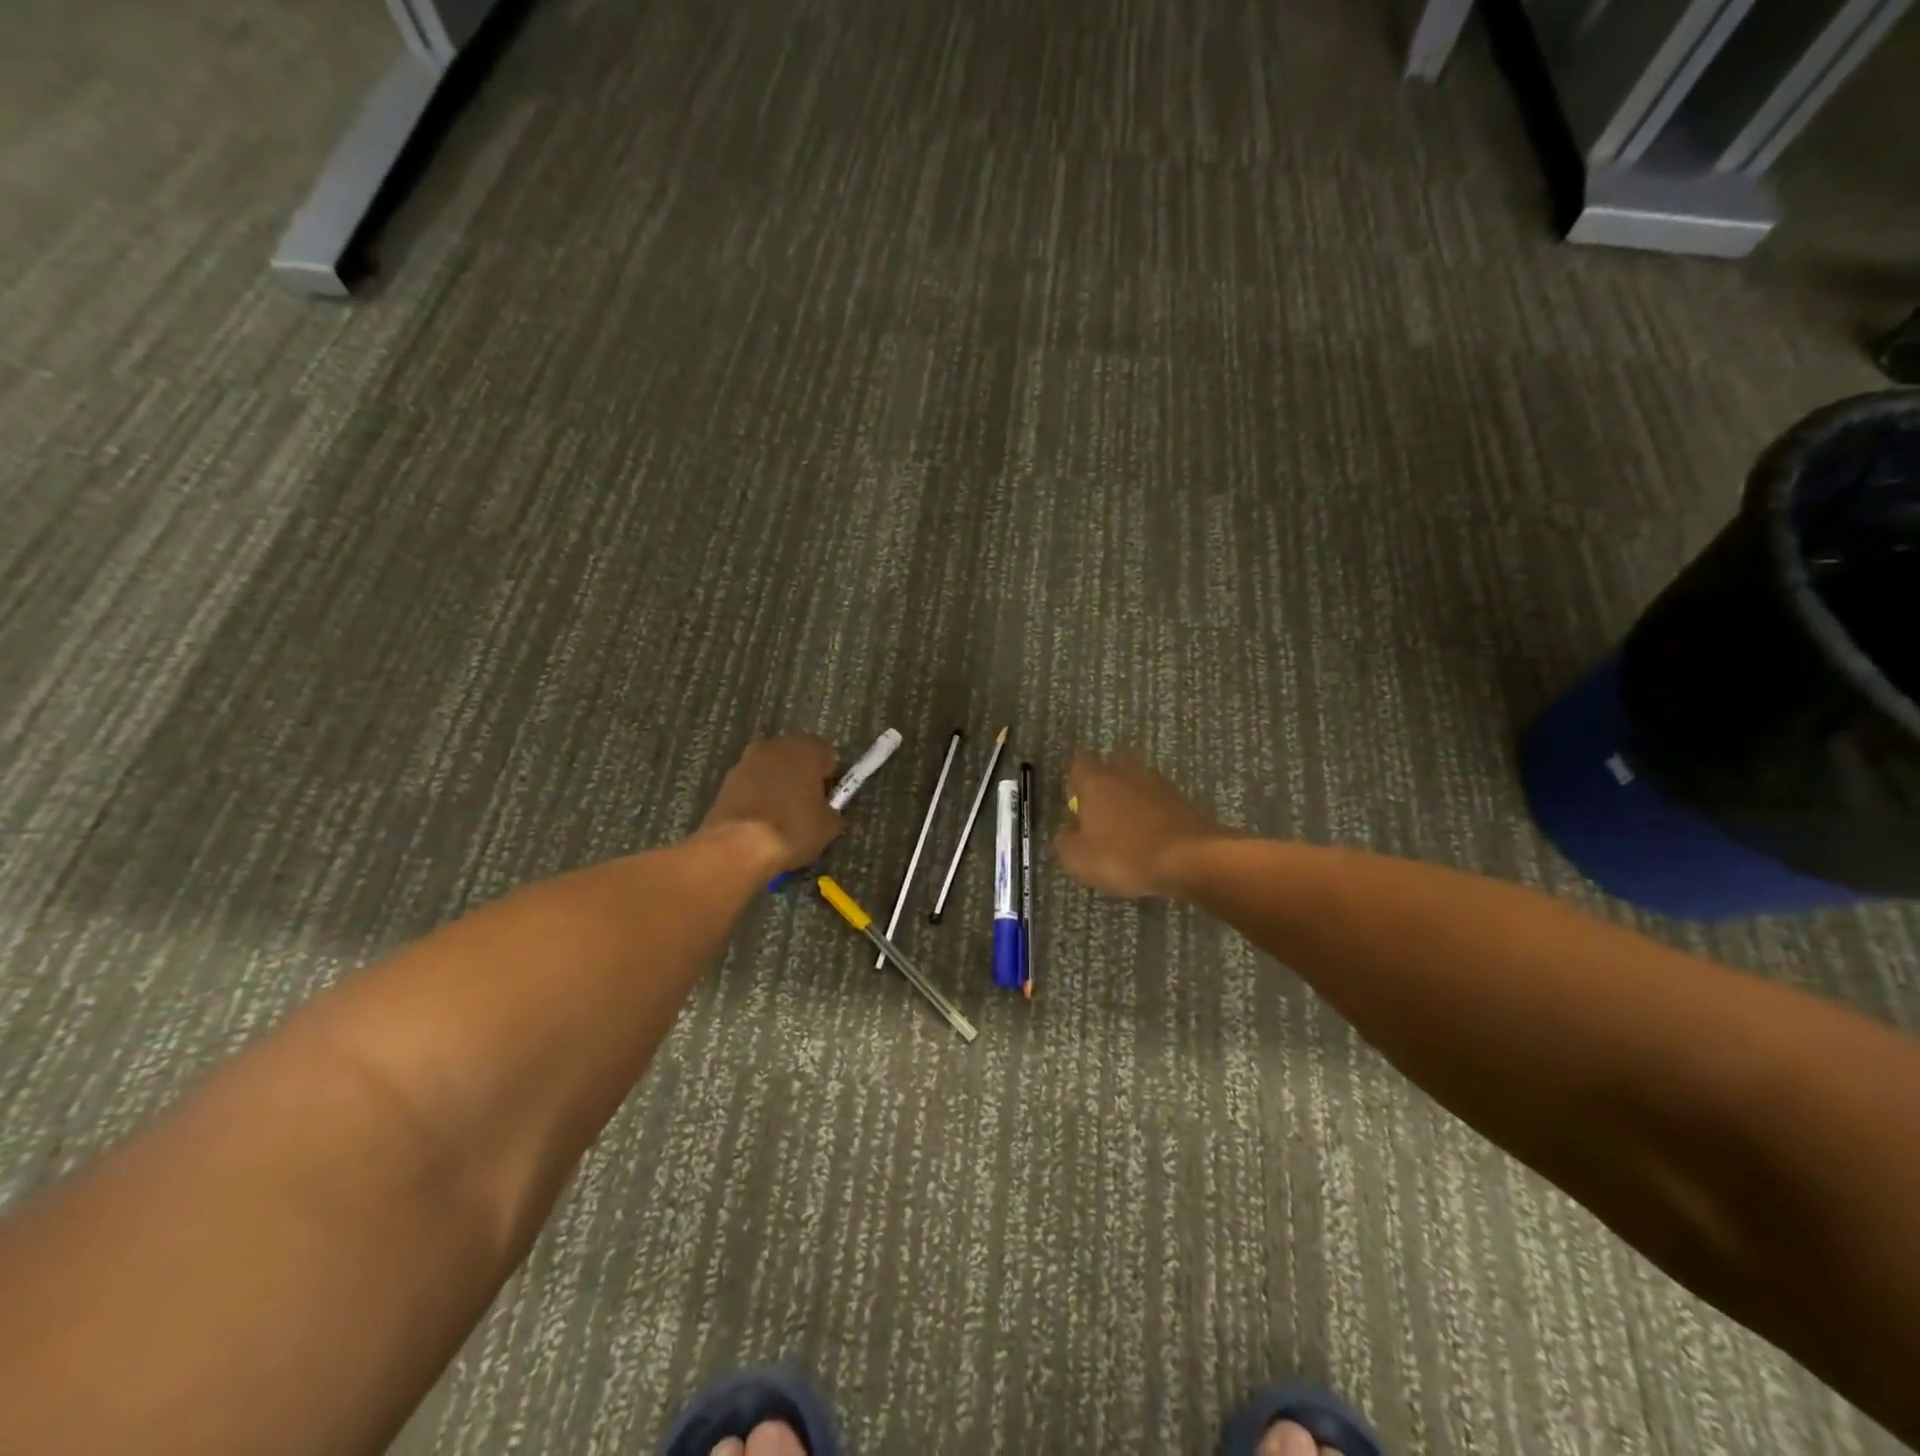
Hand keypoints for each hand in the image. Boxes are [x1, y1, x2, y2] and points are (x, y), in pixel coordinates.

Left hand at [697, 736, 845, 873]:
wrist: (738, 847)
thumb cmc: (792, 828)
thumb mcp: (828, 827)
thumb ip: (833, 812)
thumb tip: (829, 813)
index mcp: (806, 748)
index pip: (828, 755)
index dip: (830, 778)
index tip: (829, 801)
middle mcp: (775, 746)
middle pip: (796, 759)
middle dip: (803, 778)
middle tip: (807, 808)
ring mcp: (746, 761)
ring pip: (772, 771)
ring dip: (778, 786)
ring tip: (782, 818)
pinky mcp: (726, 781)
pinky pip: (752, 786)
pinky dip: (758, 798)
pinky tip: (761, 822)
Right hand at [1052, 750, 1228, 898]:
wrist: (1191, 859)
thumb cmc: (1125, 856)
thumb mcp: (1079, 859)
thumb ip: (1065, 841)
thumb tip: (1066, 831)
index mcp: (1097, 781)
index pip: (1079, 763)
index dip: (1074, 781)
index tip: (1074, 804)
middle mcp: (1127, 773)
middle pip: (1112, 767)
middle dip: (1105, 785)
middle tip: (1100, 815)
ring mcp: (1159, 785)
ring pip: (1138, 784)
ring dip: (1131, 801)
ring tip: (1127, 831)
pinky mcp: (1184, 801)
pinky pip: (1159, 802)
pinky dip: (1153, 816)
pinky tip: (1151, 840)